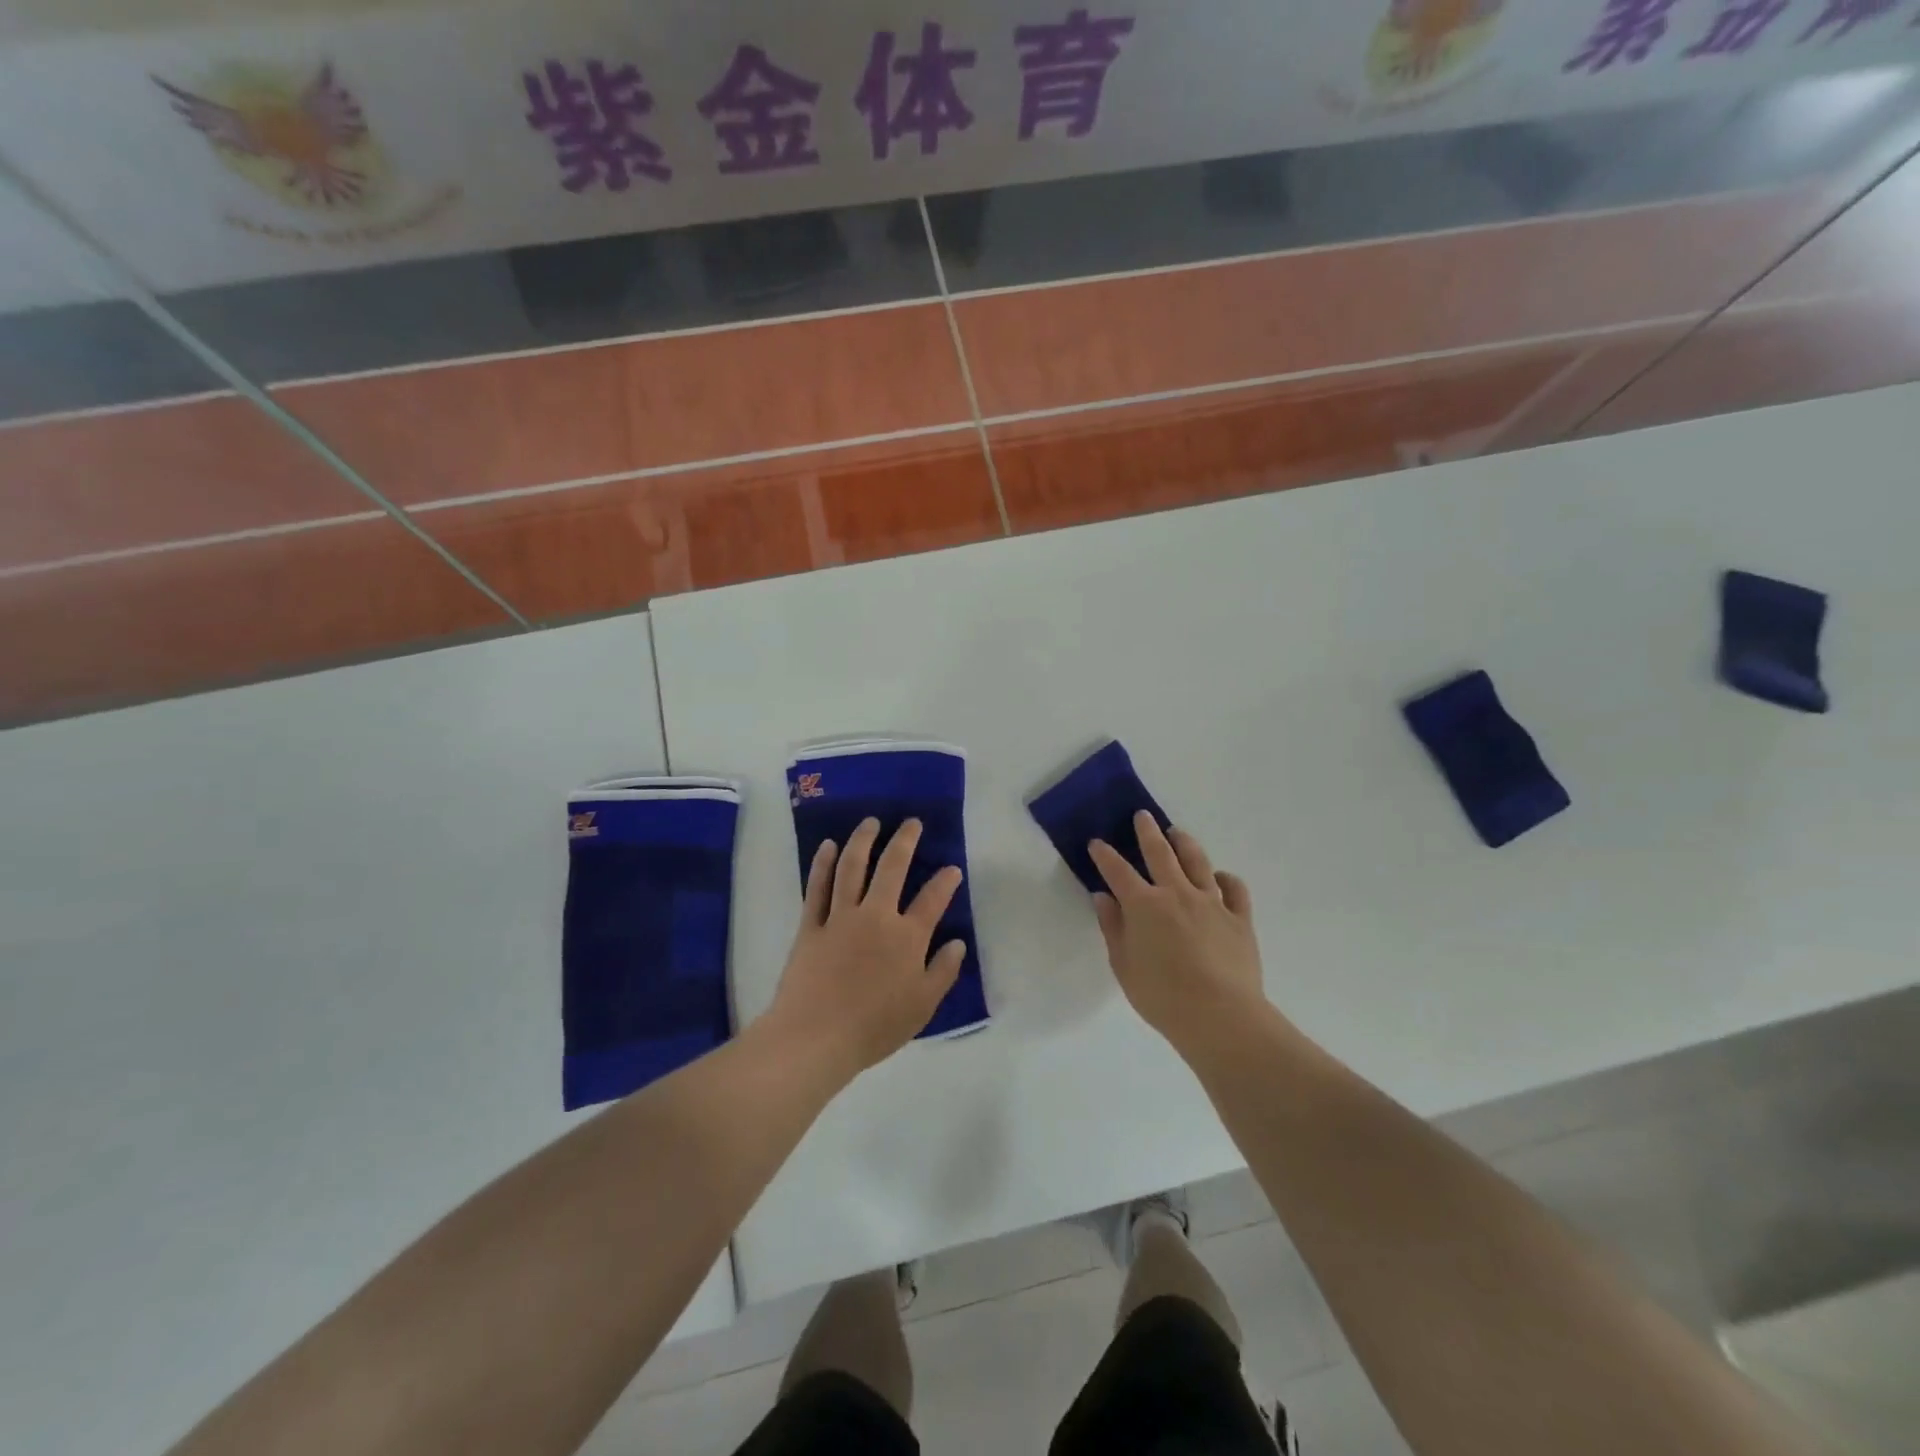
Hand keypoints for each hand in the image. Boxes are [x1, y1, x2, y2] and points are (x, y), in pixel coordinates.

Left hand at [765, 817, 966, 1081]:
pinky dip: (823, 864)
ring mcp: (840, 917)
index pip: (932, 900)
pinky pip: (817, 887)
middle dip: (905, 841)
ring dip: (863, 840)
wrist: (816, 1037)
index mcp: (906, 937)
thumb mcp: (922, 1006)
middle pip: (892, 868)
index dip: (945, 881)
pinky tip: (828, 846)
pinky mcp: (810, 925)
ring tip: (870, 822)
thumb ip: (943, 972)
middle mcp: (876, 916)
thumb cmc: (874, 1027)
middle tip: (911, 822)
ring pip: (853, 867)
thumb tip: (957, 943)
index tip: (952, 868)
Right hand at [1089, 813, 1266, 1058]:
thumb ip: (1113, 928)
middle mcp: (1177, 893)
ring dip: (1185, 843)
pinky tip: (1219, 877)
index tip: (1097, 843)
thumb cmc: (1162, 997)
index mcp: (1144, 905)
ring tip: (1177, 833)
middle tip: (1142, 816)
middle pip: (1160, 853)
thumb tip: (1103, 898)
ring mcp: (1211, 902)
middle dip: (1147, 832)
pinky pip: (1234, 888)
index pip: (1118, 871)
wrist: (1220, 1016)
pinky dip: (1225, 878)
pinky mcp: (1239, 918)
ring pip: (1197, 862)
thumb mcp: (1123, 966)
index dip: (1105, 855)